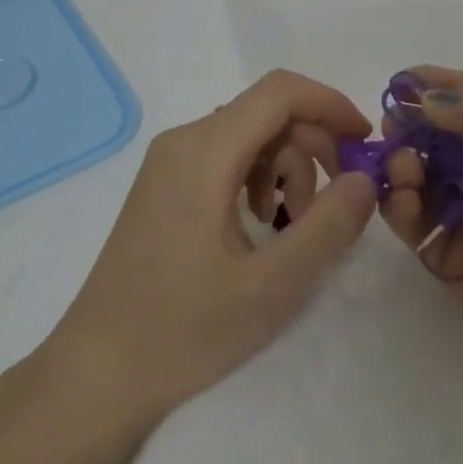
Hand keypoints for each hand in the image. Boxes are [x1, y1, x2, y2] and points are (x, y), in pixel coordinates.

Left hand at [47, 70, 378, 423]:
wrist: (97, 372)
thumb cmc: (183, 330)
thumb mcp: (271, 286)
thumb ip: (326, 227)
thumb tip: (364, 179)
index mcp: (204, 150)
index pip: (279, 91)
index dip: (330, 104)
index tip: (365, 143)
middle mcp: (183, 141)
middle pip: (265, 113)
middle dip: (312, 147)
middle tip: (335, 204)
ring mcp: (168, 162)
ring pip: (247, 136)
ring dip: (285, 169)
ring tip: (293, 228)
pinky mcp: (163, 185)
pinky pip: (224, 158)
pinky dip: (256, 180)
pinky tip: (260, 228)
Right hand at [379, 67, 462, 438]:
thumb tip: (427, 99)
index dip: (434, 86)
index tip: (398, 81)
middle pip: (438, 138)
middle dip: (411, 126)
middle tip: (394, 130)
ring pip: (421, 180)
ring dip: (402, 166)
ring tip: (404, 171)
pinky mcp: (457, 268)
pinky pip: (418, 229)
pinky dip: (401, 210)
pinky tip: (405, 204)